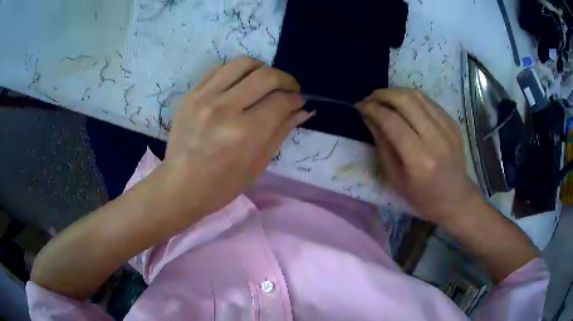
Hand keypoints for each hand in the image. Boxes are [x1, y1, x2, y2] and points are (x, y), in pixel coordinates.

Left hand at [162, 57, 310, 216]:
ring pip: (243, 63)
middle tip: (288, 89)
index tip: (298, 101)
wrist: (181, 185)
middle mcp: (224, 109)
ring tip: (265, 82)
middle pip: (266, 76)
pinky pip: (220, 68)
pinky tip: (241, 84)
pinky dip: (238, 72)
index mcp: (245, 133)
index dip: (296, 98)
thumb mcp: (258, 163)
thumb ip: (281, 131)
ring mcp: (203, 98)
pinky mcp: (190, 94)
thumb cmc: (223, 184)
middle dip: (285, 80)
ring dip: (262, 69)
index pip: (281, 101)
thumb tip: (302, 109)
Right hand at [359, 88, 478, 223]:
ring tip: (384, 98)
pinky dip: (412, 98)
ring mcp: (448, 129)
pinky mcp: (454, 124)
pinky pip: (429, 102)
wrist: (454, 197)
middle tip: (370, 98)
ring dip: (397, 92)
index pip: (392, 122)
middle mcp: (436, 139)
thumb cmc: (421, 195)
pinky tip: (404, 105)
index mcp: (419, 159)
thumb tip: (368, 116)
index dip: (373, 109)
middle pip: (406, 101)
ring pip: (418, 96)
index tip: (360, 106)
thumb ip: (381, 143)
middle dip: (383, 94)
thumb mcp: (394, 177)